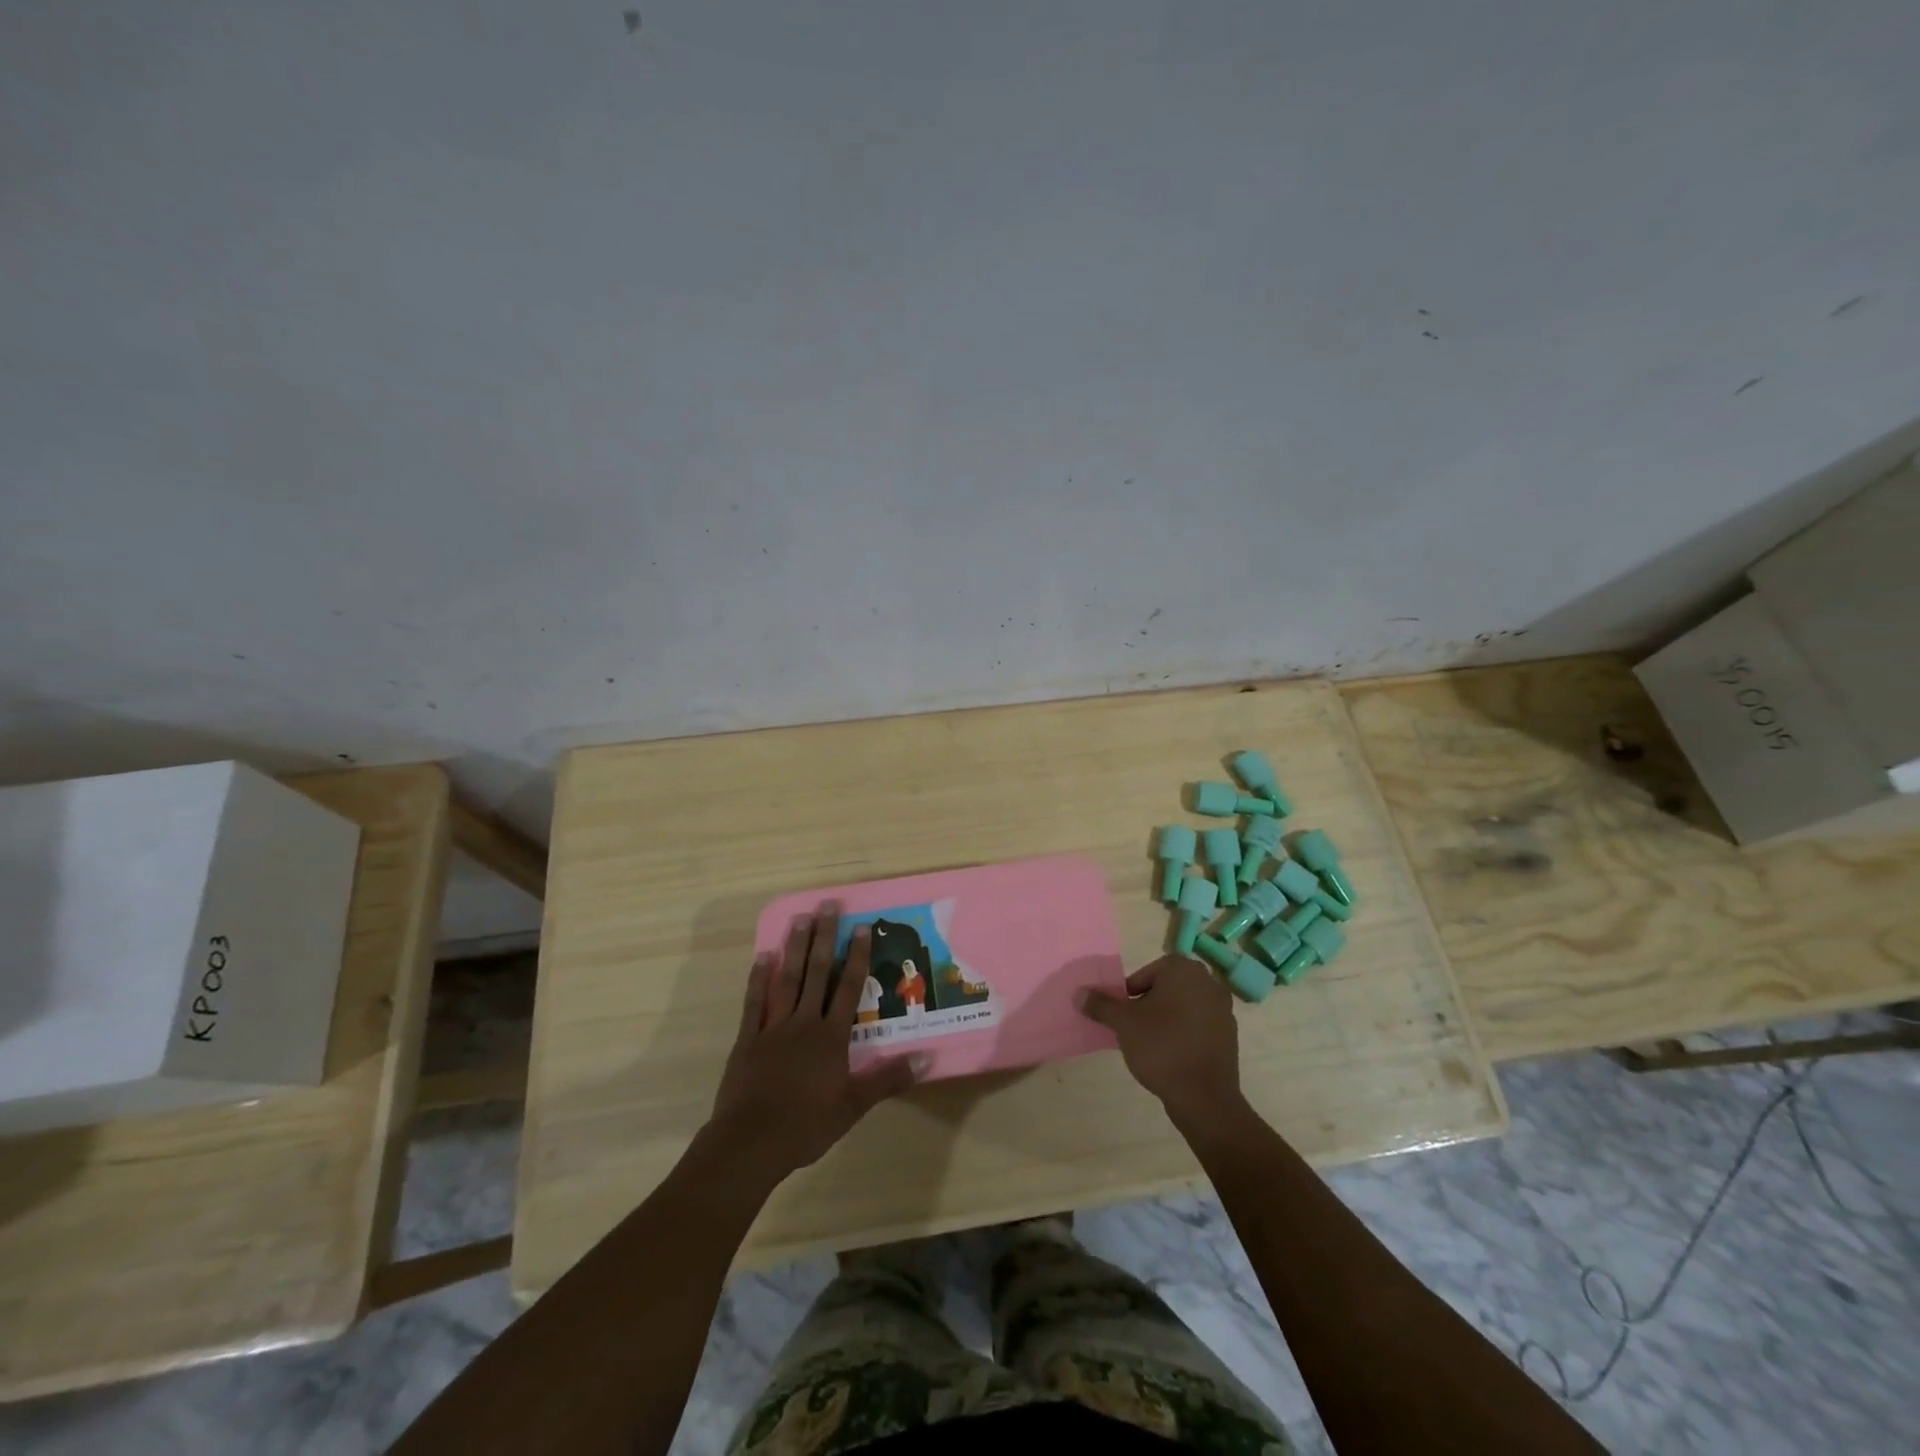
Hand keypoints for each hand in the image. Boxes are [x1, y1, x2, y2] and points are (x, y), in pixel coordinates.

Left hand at [706, 909, 924, 1185]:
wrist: (751, 1143)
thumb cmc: (806, 1125)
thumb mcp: (854, 1106)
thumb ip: (889, 1079)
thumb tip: (928, 1058)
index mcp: (831, 1036)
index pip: (848, 988)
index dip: (857, 956)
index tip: (862, 926)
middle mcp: (804, 1022)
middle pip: (817, 973)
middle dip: (825, 937)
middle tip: (828, 904)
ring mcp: (773, 1027)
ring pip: (787, 979)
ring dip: (795, 947)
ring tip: (800, 918)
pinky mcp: (748, 1039)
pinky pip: (755, 1002)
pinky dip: (759, 978)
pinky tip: (763, 956)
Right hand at [1077, 955, 1244, 1127]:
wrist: (1204, 1096)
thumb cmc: (1161, 1047)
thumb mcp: (1123, 1023)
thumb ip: (1101, 1005)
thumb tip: (1079, 994)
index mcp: (1183, 969)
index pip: (1147, 973)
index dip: (1131, 992)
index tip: (1125, 1014)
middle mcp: (1207, 981)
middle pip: (1166, 988)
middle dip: (1149, 1004)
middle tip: (1135, 1028)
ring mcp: (1223, 1008)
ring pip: (1183, 1006)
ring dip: (1167, 1019)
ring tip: (1151, 1044)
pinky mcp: (1230, 1034)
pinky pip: (1199, 1025)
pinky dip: (1185, 1034)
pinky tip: (1173, 1056)